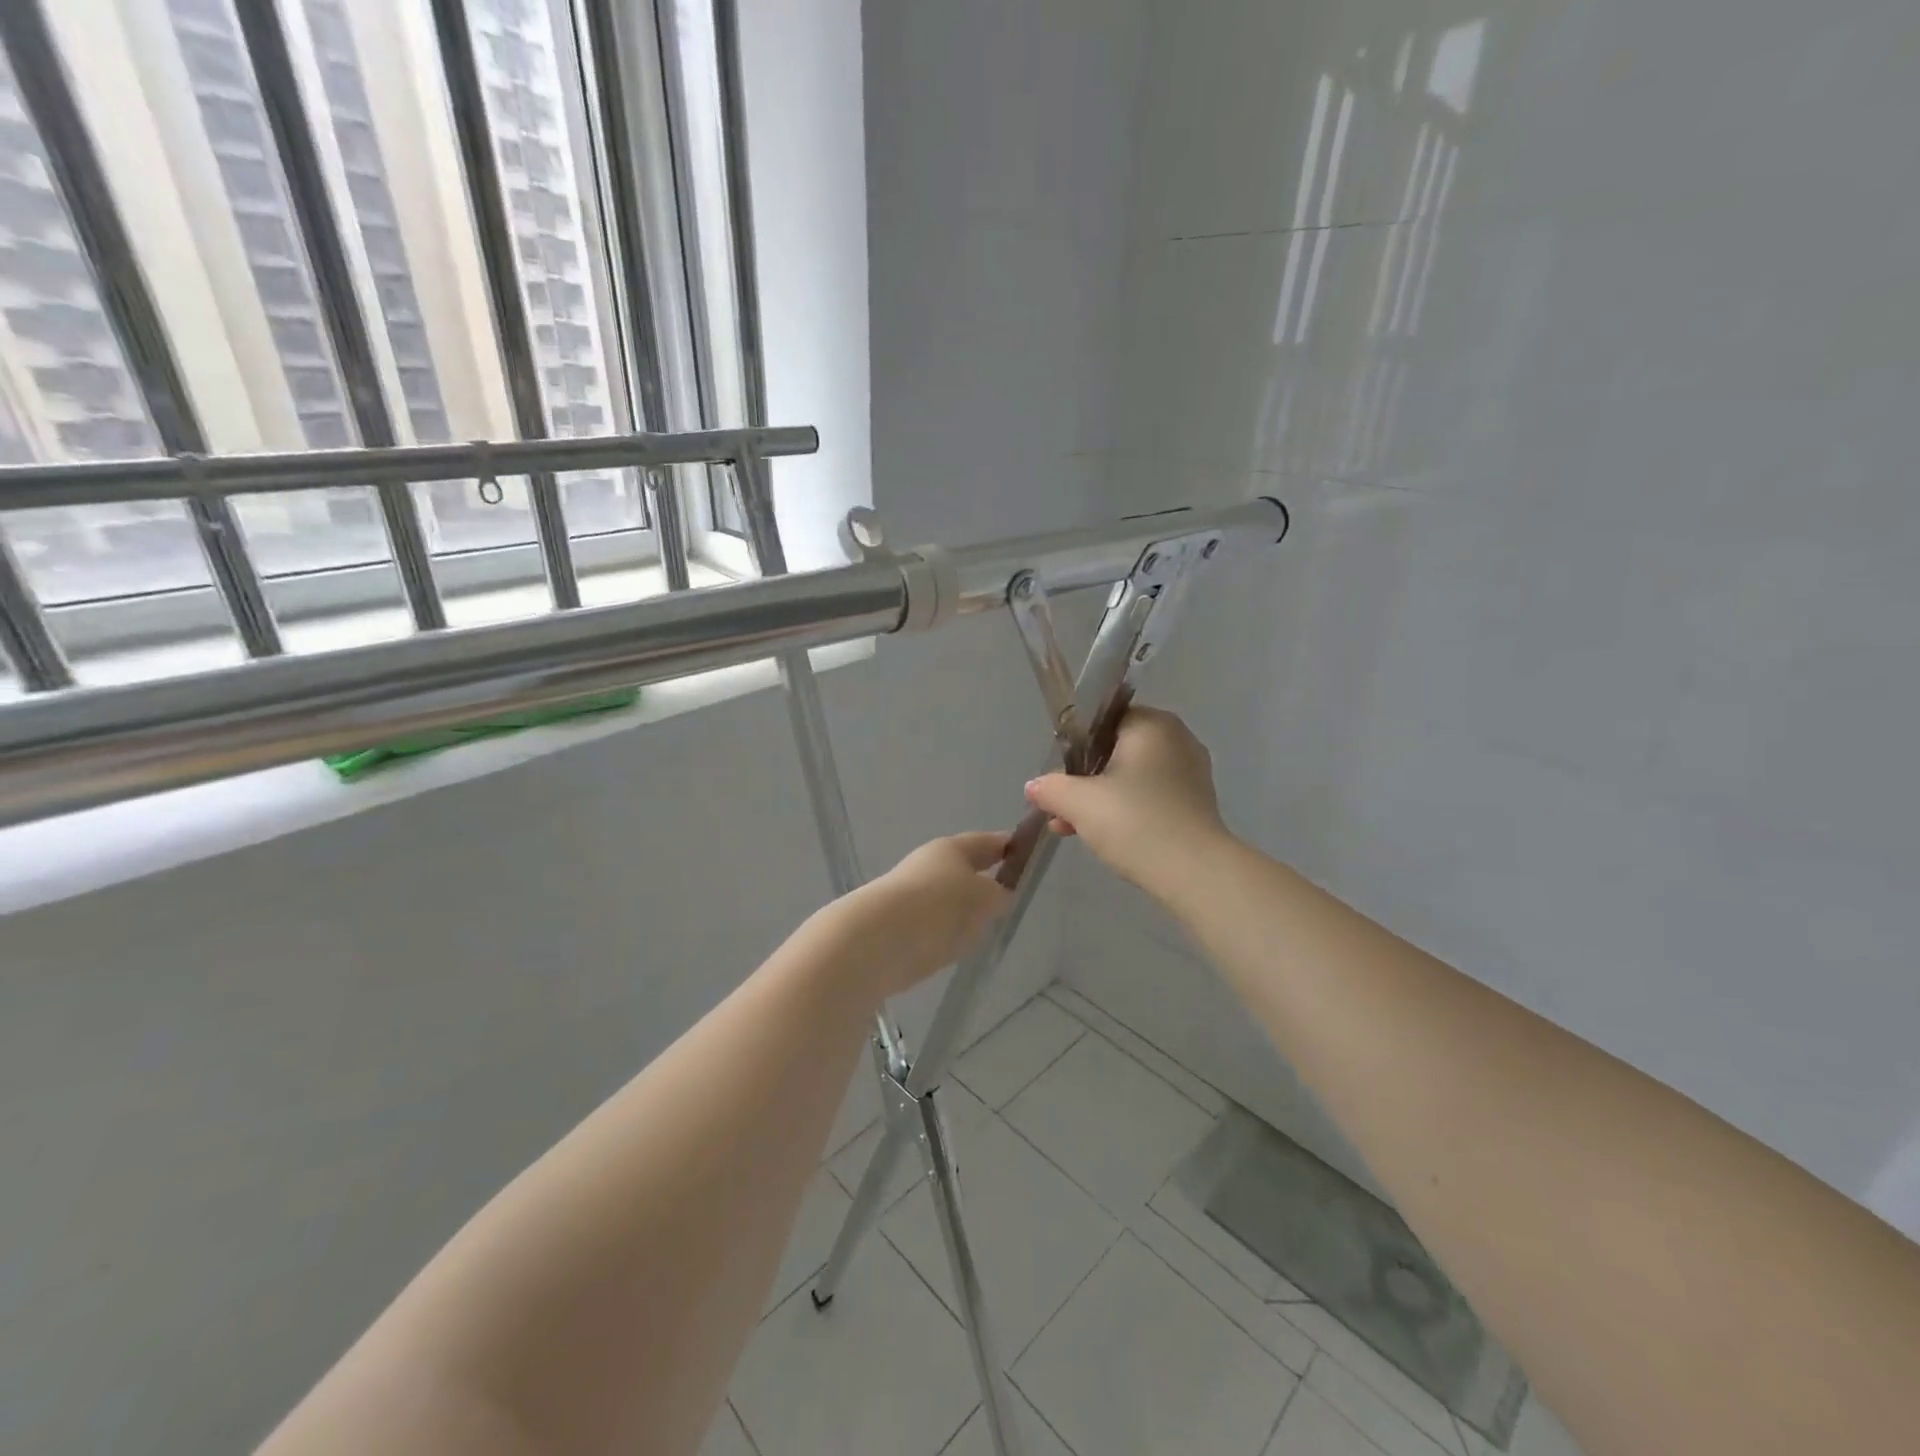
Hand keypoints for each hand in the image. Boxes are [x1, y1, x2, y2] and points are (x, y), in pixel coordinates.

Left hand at [829, 832, 1013, 998]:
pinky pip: (934, 925)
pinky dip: (947, 932)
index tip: (1027, 854)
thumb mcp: (984, 898)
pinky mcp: (900, 927)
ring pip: (949, 899)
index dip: (1008, 846)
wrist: (878, 940)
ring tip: (986, 927)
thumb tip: (999, 894)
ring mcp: (912, 896)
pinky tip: (956, 946)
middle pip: (964, 870)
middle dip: (984, 881)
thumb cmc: (939, 906)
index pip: (987, 842)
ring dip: (964, 909)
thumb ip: (998, 895)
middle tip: (1010, 896)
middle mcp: (929, 866)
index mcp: (952, 849)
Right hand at [1024, 706, 1231, 895]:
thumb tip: (1033, 786)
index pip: (1104, 719)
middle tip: (1061, 806)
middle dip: (1084, 778)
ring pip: (1132, 776)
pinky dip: (1126, 810)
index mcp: (1152, 724)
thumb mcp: (1079, 803)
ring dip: (1100, 798)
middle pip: (1116, 750)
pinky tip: (1102, 836)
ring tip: (1071, 827)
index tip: (1059, 773)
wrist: (1194, 872)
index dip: (1075, 745)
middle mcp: (1176, 739)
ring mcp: (1190, 772)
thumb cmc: (1135, 822)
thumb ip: (1051, 788)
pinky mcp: (1195, 803)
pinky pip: (1150, 796)